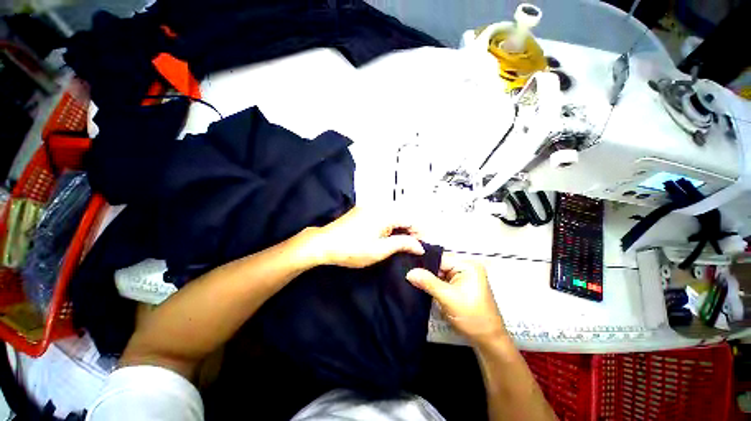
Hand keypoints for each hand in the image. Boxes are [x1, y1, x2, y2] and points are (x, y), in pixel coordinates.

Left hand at [305, 207, 424, 268]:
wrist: (324, 244)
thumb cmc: (352, 249)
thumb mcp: (380, 250)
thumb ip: (402, 244)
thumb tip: (420, 246)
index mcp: (385, 213)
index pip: (410, 219)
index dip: (419, 232)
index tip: (422, 246)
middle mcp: (379, 206)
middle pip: (402, 216)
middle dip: (410, 230)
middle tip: (413, 247)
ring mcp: (369, 207)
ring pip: (393, 216)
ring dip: (400, 228)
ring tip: (403, 243)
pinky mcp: (362, 211)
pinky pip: (382, 216)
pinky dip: (389, 225)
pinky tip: (389, 236)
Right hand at [406, 253, 505, 344]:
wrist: (488, 341)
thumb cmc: (472, 318)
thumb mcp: (448, 298)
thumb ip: (428, 282)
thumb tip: (409, 272)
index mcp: (467, 265)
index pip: (440, 258)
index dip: (424, 263)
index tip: (407, 268)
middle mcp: (465, 267)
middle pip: (439, 264)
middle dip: (425, 271)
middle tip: (408, 275)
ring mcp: (463, 276)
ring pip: (439, 272)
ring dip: (428, 279)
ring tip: (412, 280)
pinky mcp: (459, 286)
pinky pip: (442, 280)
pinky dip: (433, 284)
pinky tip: (422, 287)